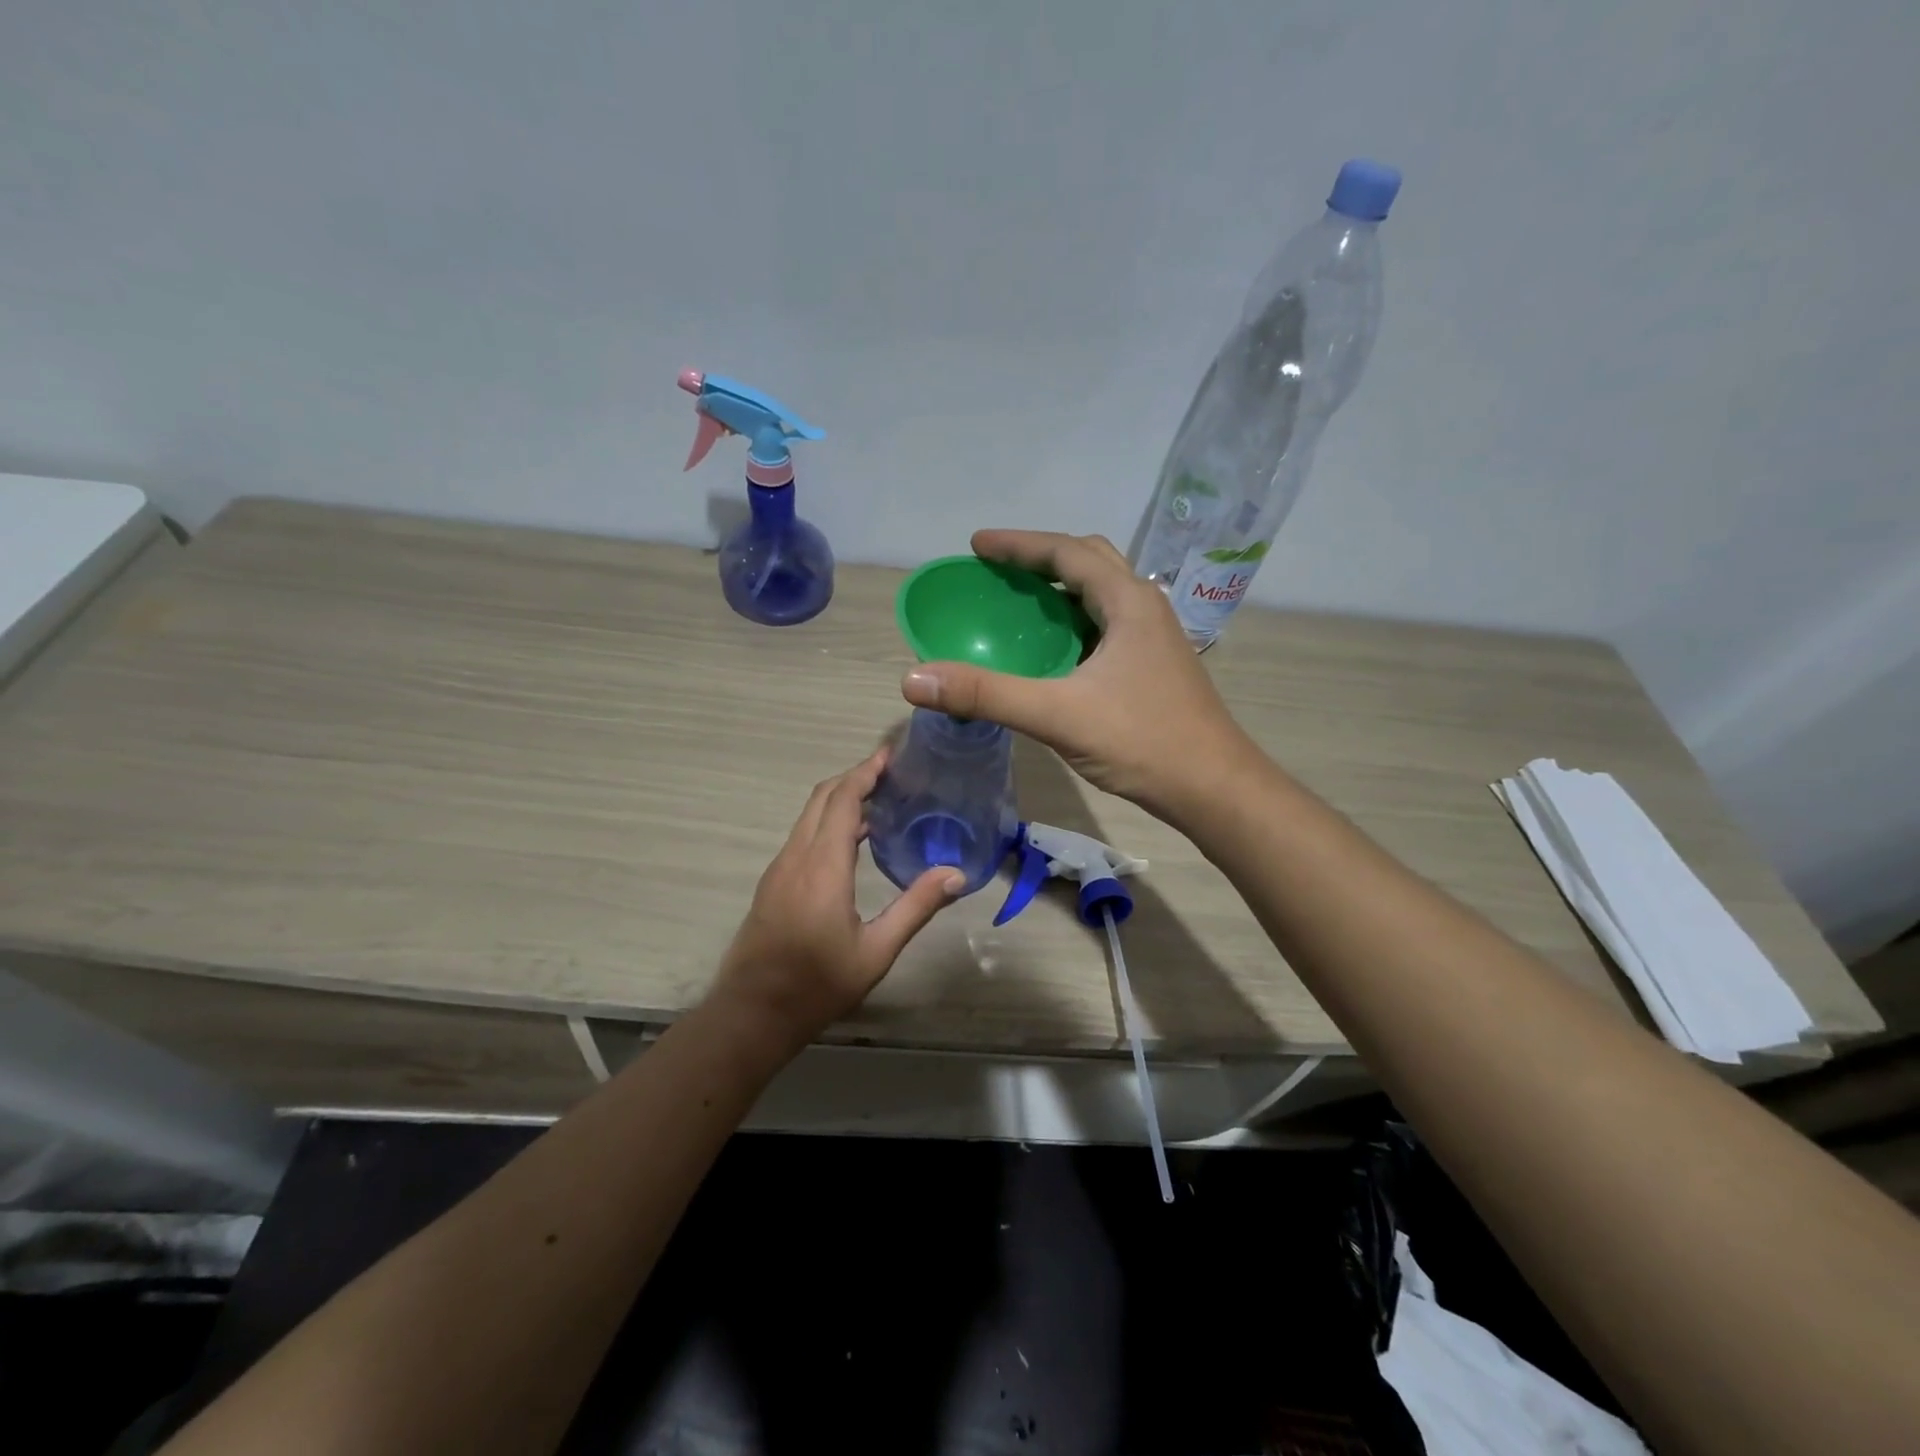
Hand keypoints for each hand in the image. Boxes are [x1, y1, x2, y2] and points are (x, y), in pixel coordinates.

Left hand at [709, 747, 962, 1048]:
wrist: (752, 1013)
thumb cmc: (817, 984)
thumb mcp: (876, 951)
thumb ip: (916, 908)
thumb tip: (956, 874)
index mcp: (823, 866)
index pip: (842, 800)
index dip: (865, 772)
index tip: (890, 755)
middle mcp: (796, 856)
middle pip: (822, 798)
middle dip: (853, 777)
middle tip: (890, 772)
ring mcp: (779, 869)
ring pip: (808, 815)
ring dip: (839, 798)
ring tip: (878, 800)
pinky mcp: (773, 883)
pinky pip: (802, 835)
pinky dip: (827, 821)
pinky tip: (852, 841)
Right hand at [899, 530, 1263, 823]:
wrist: (1215, 789)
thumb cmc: (1143, 742)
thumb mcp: (1058, 715)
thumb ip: (986, 695)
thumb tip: (914, 678)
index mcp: (1128, 602)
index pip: (1067, 552)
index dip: (1019, 544)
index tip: (976, 545)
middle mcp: (1145, 608)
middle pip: (1089, 562)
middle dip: (1040, 559)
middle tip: (997, 570)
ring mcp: (1154, 638)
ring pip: (1101, 595)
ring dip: (1060, 591)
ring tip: (1018, 603)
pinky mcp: (1154, 666)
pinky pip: (1106, 626)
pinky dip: (1073, 623)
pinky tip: (1053, 652)